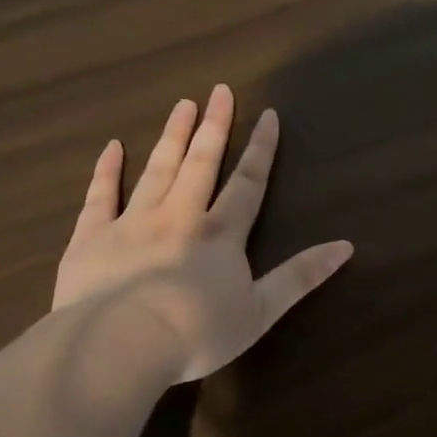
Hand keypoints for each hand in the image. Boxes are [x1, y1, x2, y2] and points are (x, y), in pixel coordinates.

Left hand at [53, 85, 353, 382]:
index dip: (261, 149)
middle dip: (214, 126)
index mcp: (220, 235)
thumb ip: (301, 276)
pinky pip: (100, 196)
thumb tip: (346, 246)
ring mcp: (132, 223)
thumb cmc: (197, 333)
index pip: (248, 183)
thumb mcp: (261, 311)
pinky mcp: (91, 238)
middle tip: (219, 91)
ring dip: (172, 137)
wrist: (120, 345)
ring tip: (182, 105)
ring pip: (156, 170)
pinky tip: (112, 147)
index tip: (268, 114)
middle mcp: (179, 217)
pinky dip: (106, 171)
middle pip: (201, 164)